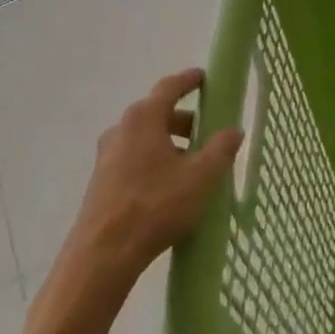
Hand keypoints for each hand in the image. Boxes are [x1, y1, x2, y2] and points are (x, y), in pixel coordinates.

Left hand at [62, 68, 242, 285]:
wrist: (102, 255)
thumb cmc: (155, 206)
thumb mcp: (200, 177)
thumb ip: (221, 149)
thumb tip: (233, 130)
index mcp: (144, 118)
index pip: (169, 87)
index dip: (189, 80)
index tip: (205, 78)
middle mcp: (121, 129)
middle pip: (157, 113)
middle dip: (184, 119)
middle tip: (207, 132)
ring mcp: (107, 155)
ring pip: (145, 137)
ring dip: (169, 142)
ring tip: (192, 164)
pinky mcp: (101, 180)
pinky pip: (133, 157)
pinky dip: (154, 160)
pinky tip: (169, 185)